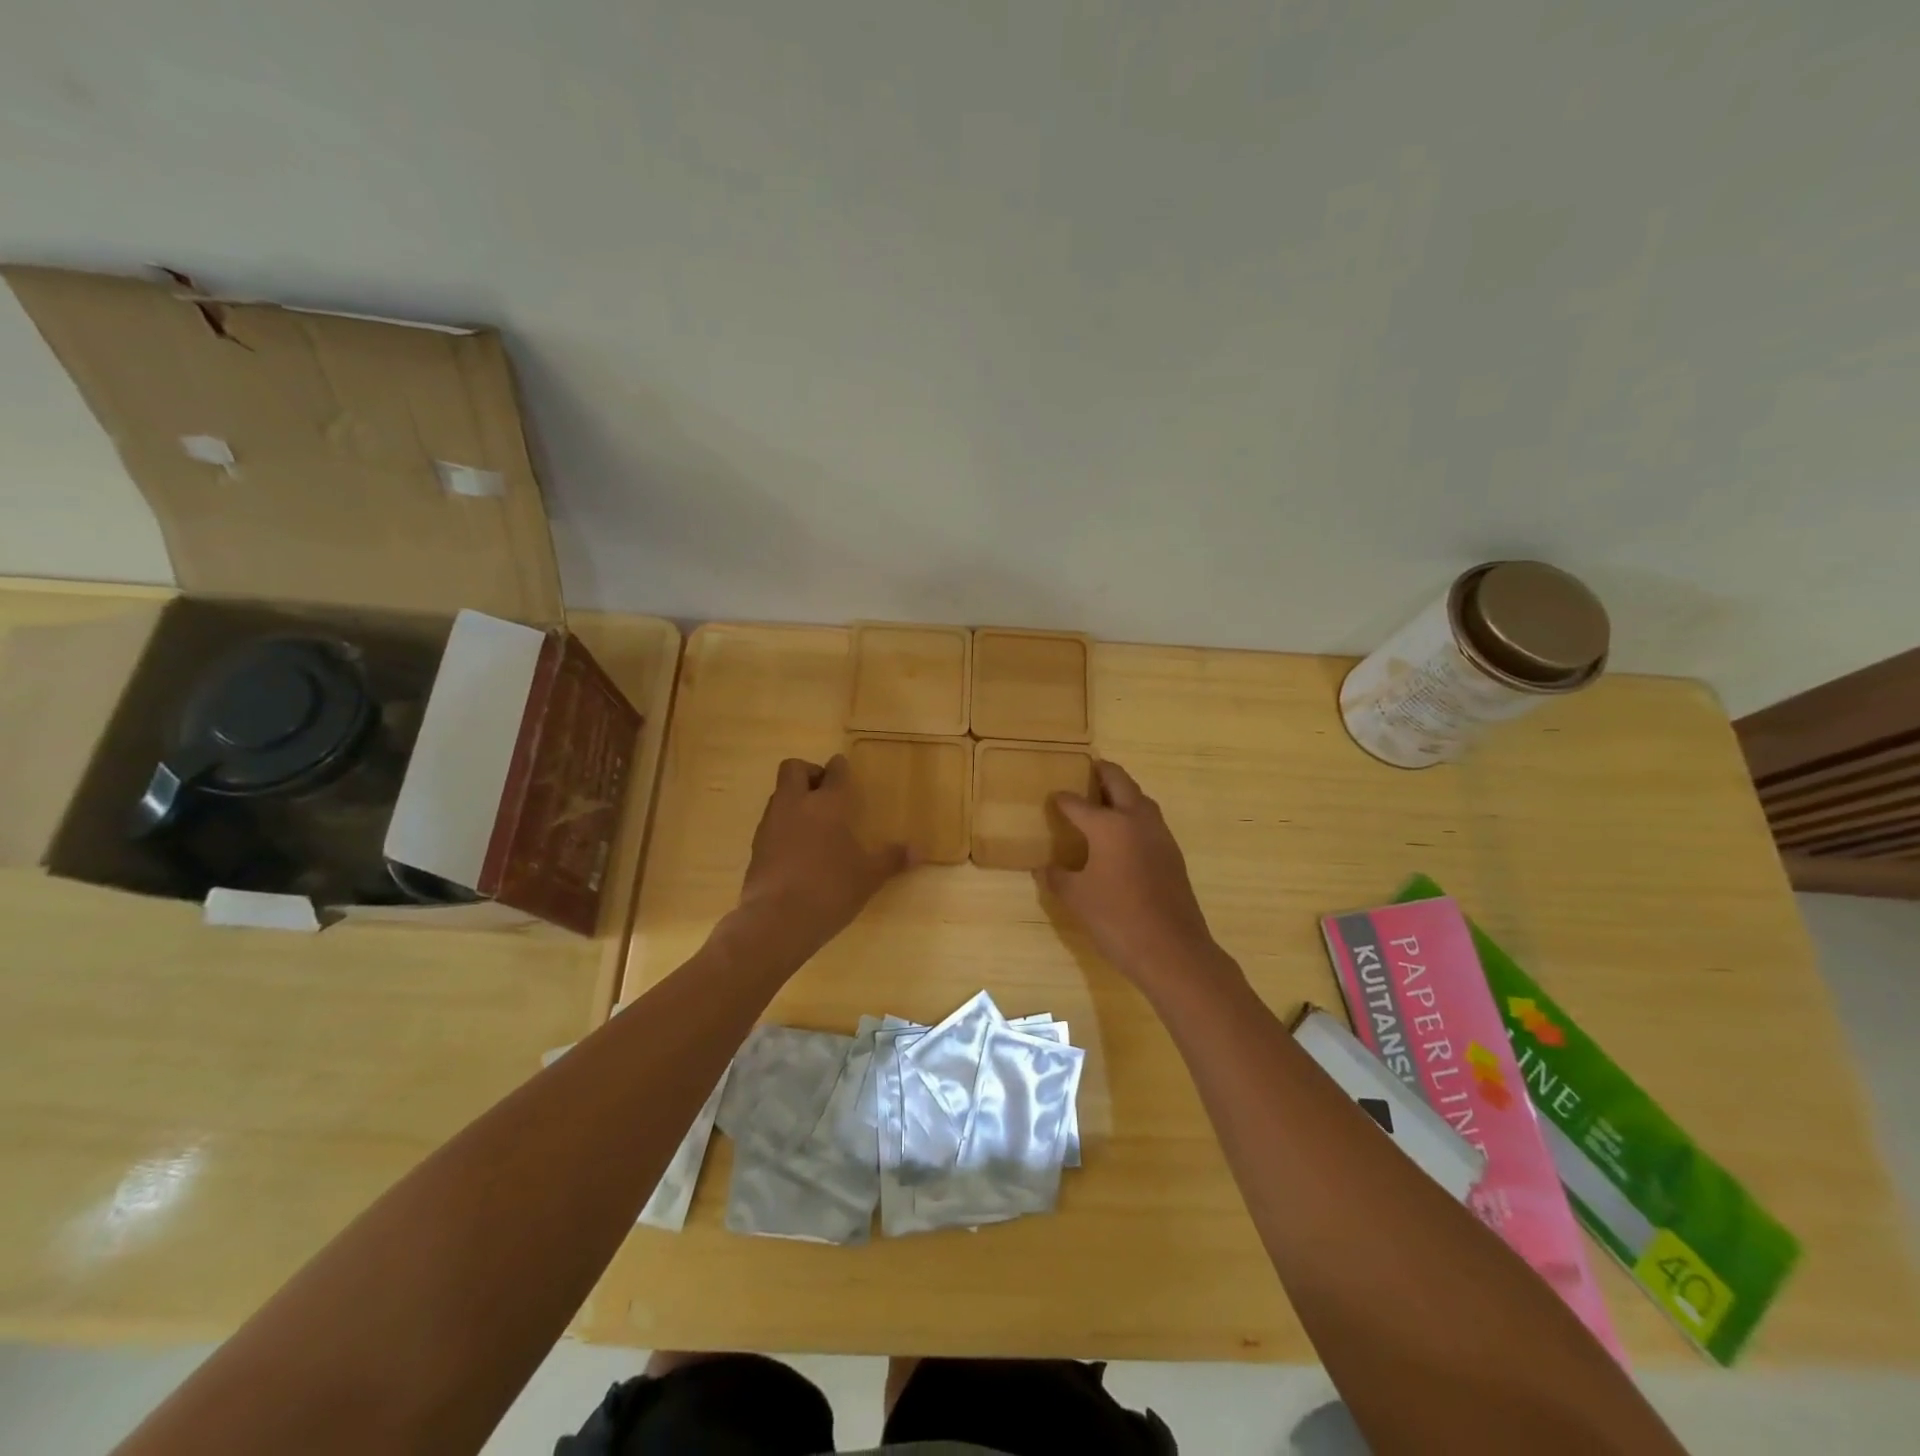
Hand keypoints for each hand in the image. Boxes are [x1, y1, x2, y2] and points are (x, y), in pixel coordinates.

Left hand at [737, 755, 910, 953]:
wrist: (776, 920)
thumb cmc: (830, 889)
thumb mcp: (868, 877)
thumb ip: (891, 860)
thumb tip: (919, 851)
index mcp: (827, 804)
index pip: (834, 771)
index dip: (840, 767)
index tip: (844, 768)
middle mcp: (795, 805)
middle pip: (794, 769)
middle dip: (809, 773)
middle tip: (825, 792)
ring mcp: (771, 824)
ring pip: (779, 795)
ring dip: (794, 799)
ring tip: (814, 823)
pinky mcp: (756, 847)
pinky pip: (771, 823)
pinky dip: (783, 826)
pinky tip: (798, 849)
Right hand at [1039, 761, 1239, 1002]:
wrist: (1172, 950)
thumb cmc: (1117, 919)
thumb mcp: (1077, 898)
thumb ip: (1057, 878)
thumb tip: (1043, 868)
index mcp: (1109, 826)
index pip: (1078, 804)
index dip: (1062, 800)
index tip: (1052, 798)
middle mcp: (1136, 820)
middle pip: (1119, 782)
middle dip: (1102, 773)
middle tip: (1087, 770)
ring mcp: (1160, 835)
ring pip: (1140, 799)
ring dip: (1123, 792)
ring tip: (1104, 798)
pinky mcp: (1172, 854)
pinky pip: (1150, 821)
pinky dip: (1134, 815)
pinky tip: (1123, 834)